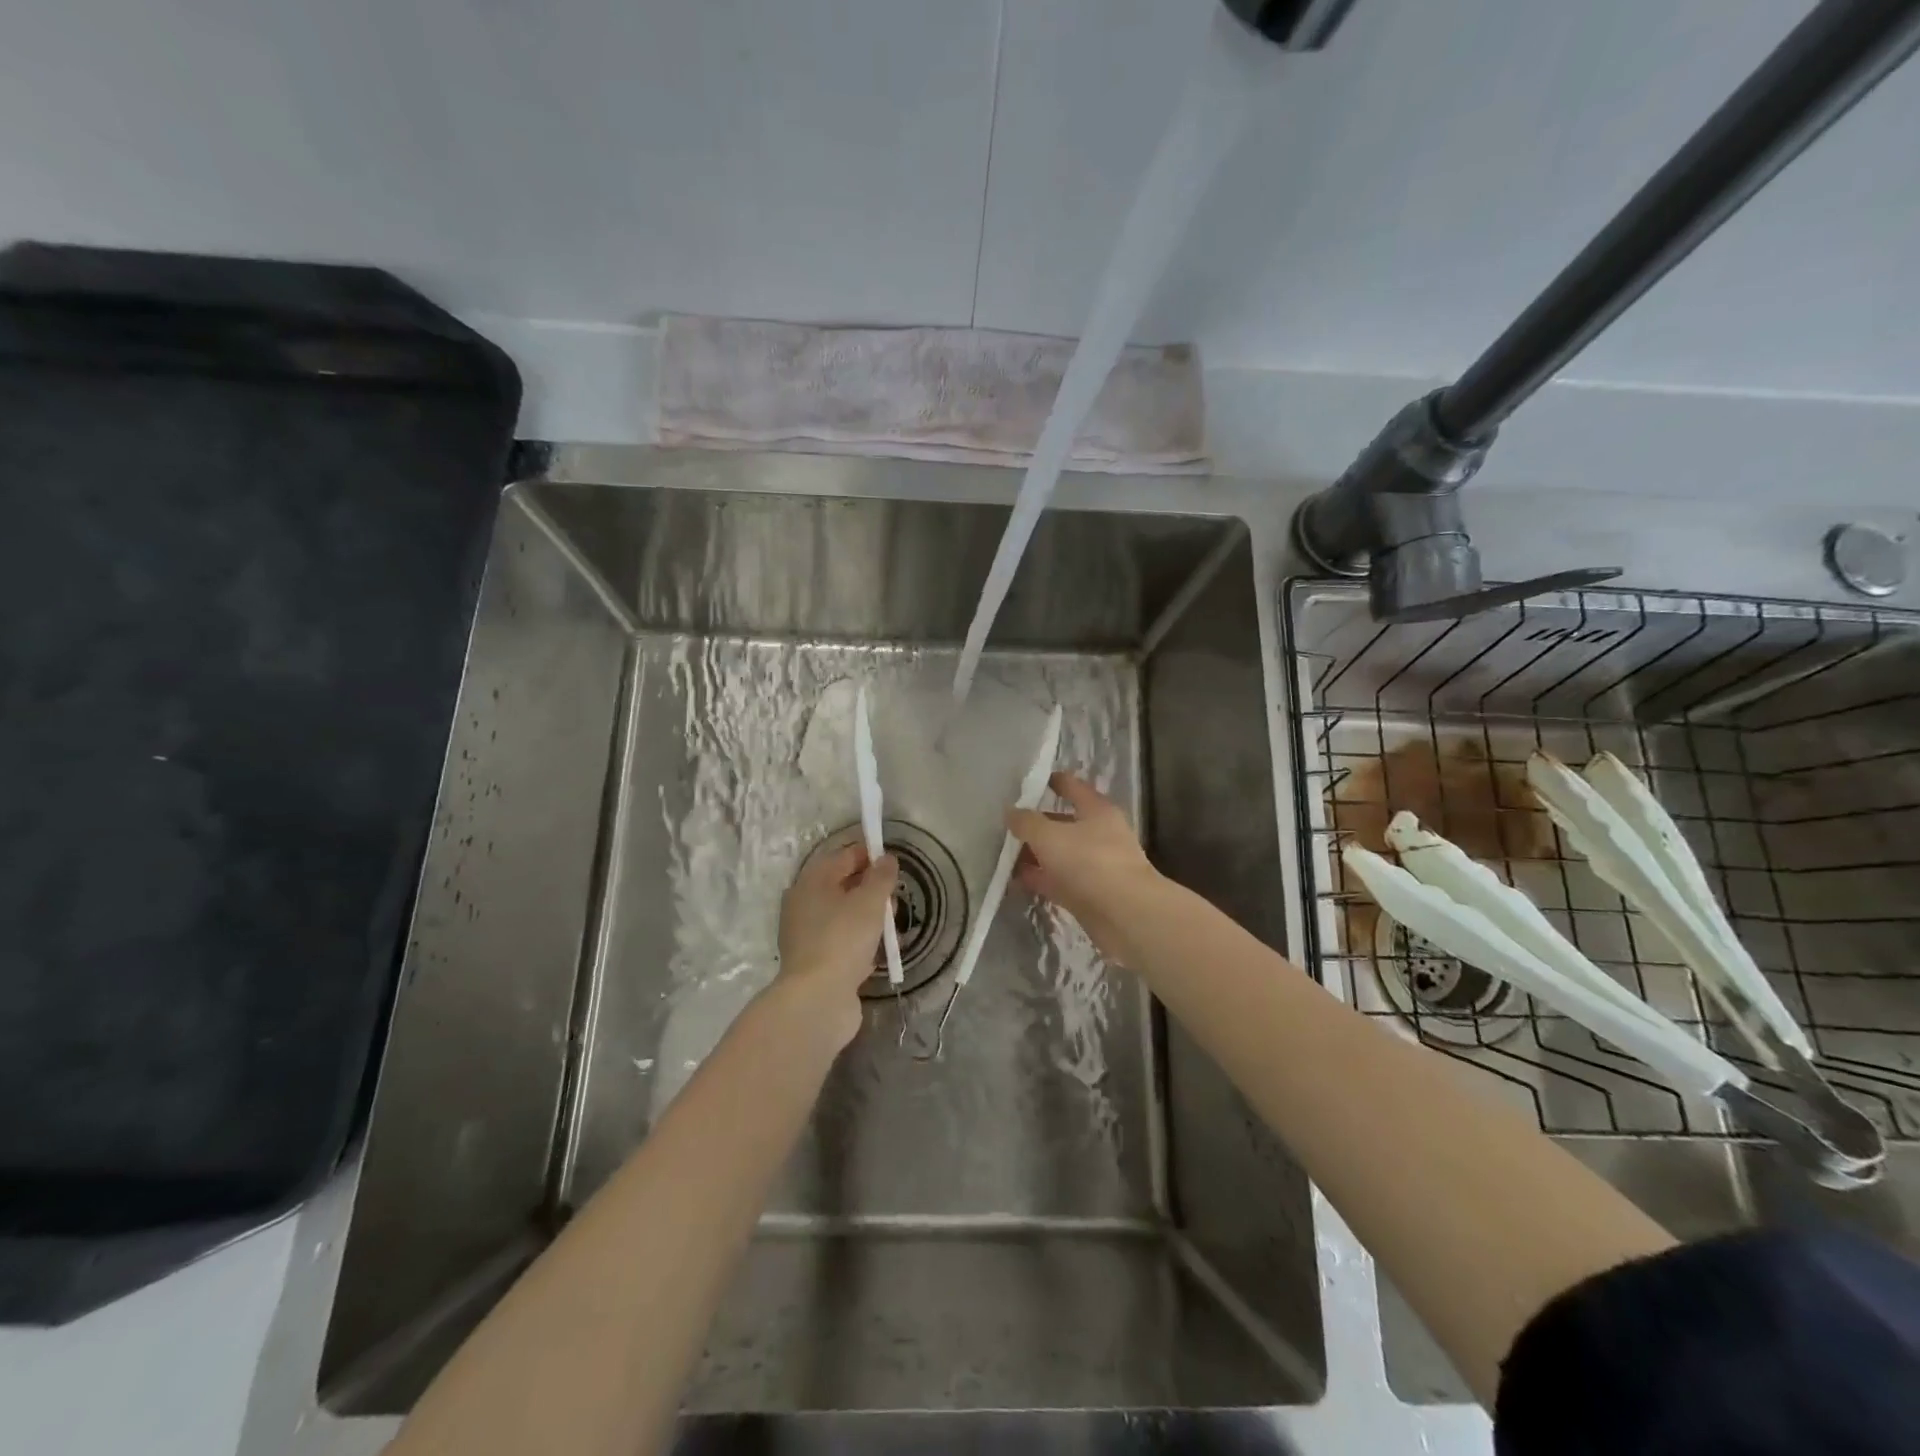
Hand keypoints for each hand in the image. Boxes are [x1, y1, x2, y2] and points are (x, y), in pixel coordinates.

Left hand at [774, 842, 898, 1048]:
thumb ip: (881, 877)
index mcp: (811, 882)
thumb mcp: (869, 902)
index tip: (894, 863)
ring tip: (891, 926)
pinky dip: (859, 941)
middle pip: (842, 886)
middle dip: (870, 888)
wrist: (817, 999)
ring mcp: (807, 935)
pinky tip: (878, 951)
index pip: (843, 856)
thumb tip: (887, 858)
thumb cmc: (843, 939)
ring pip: (843, 915)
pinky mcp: (815, 961)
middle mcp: (804, 904)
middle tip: (895, 897)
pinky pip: (842, 941)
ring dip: (868, 917)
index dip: (869, 855)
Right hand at [1006, 772, 1160, 965]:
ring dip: (1035, 855)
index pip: (1072, 787)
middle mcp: (1099, 835)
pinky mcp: (1089, 895)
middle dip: (1036, 824)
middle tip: (1006, 824)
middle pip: (1063, 823)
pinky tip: (1014, 880)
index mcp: (1097, 810)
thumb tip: (1011, 812)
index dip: (1052, 781)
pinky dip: (1039, 879)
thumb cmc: (1089, 862)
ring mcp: (1095, 866)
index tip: (1030, 781)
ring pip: (1059, 855)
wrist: (1125, 915)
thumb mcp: (1049, 835)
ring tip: (1003, 854)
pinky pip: (1058, 881)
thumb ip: (1027, 822)